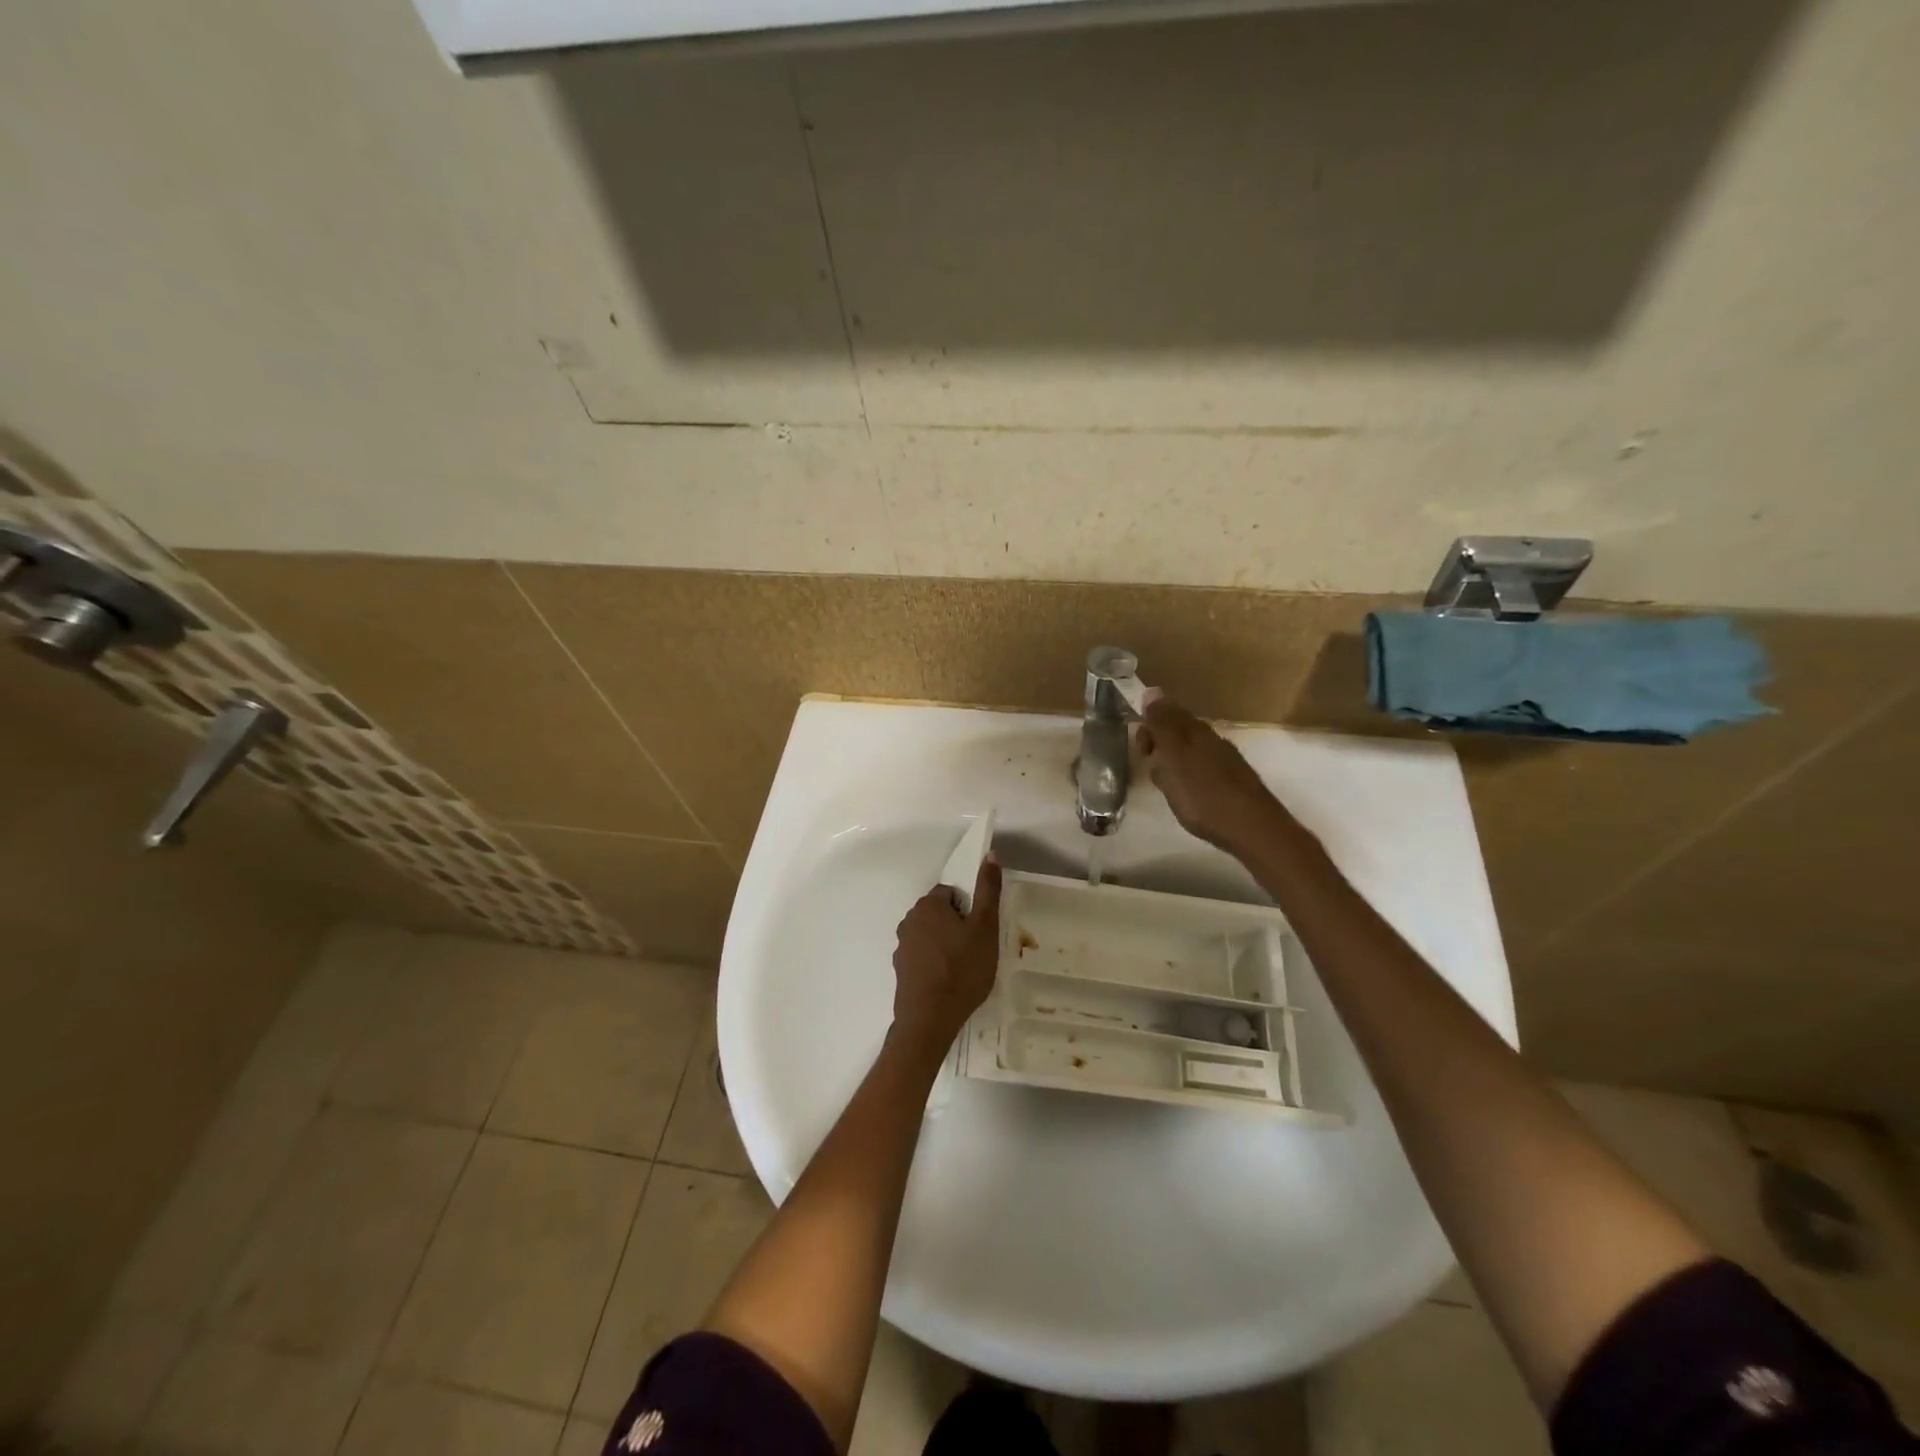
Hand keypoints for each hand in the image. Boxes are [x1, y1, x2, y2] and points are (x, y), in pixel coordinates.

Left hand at [890, 859, 1002, 1053]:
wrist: (929, 1019)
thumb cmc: (962, 969)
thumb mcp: (985, 927)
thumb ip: (988, 890)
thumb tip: (991, 854)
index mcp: (928, 905)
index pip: (951, 893)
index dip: (969, 909)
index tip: (980, 929)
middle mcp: (909, 920)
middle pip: (939, 913)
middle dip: (957, 925)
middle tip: (976, 948)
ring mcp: (902, 946)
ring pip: (930, 935)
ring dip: (945, 944)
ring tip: (965, 968)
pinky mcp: (901, 969)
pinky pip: (922, 956)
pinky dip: (934, 963)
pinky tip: (948, 981)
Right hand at [1139, 698, 1288, 852]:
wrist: (1252, 829)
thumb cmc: (1204, 794)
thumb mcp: (1174, 757)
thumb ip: (1162, 725)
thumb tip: (1152, 690)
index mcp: (1195, 731)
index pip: (1167, 713)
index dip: (1149, 728)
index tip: (1142, 752)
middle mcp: (1212, 740)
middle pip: (1179, 732)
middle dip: (1160, 747)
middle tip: (1153, 771)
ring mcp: (1225, 762)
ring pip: (1190, 752)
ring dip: (1173, 764)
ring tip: (1167, 786)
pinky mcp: (1233, 784)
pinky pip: (1201, 771)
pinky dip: (1188, 779)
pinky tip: (1188, 795)